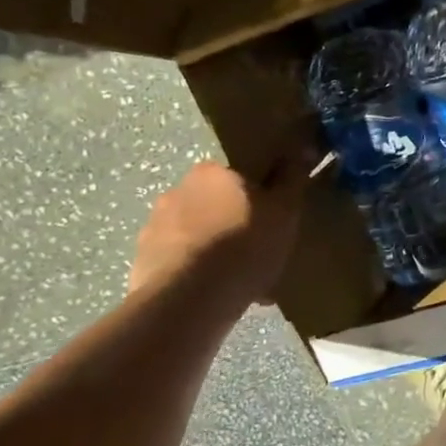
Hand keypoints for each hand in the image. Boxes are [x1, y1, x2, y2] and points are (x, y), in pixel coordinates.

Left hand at [128, 154, 308, 308]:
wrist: (189, 300)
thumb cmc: (244, 245)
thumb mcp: (284, 209)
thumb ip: (293, 176)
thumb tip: (304, 145)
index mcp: (211, 172)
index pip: (238, 177)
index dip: (257, 198)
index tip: (271, 220)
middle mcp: (177, 191)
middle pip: (215, 204)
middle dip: (233, 224)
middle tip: (258, 252)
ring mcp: (154, 228)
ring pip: (196, 235)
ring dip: (214, 251)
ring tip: (240, 282)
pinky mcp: (142, 263)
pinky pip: (180, 264)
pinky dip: (198, 275)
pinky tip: (218, 297)